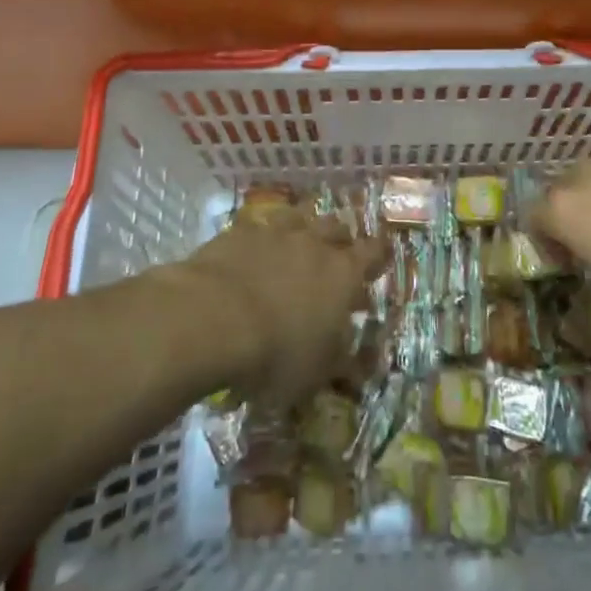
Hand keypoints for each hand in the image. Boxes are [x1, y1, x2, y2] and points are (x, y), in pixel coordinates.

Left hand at [178, 205, 385, 404]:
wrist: (212, 319)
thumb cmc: (275, 352)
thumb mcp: (316, 373)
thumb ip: (341, 362)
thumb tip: (360, 365)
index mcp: (343, 274)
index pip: (373, 252)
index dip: (378, 254)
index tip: (379, 260)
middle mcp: (315, 243)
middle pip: (337, 227)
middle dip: (339, 239)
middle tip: (335, 256)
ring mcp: (276, 232)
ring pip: (299, 216)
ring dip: (302, 228)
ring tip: (296, 244)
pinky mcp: (239, 232)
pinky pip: (258, 226)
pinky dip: (261, 237)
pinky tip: (252, 250)